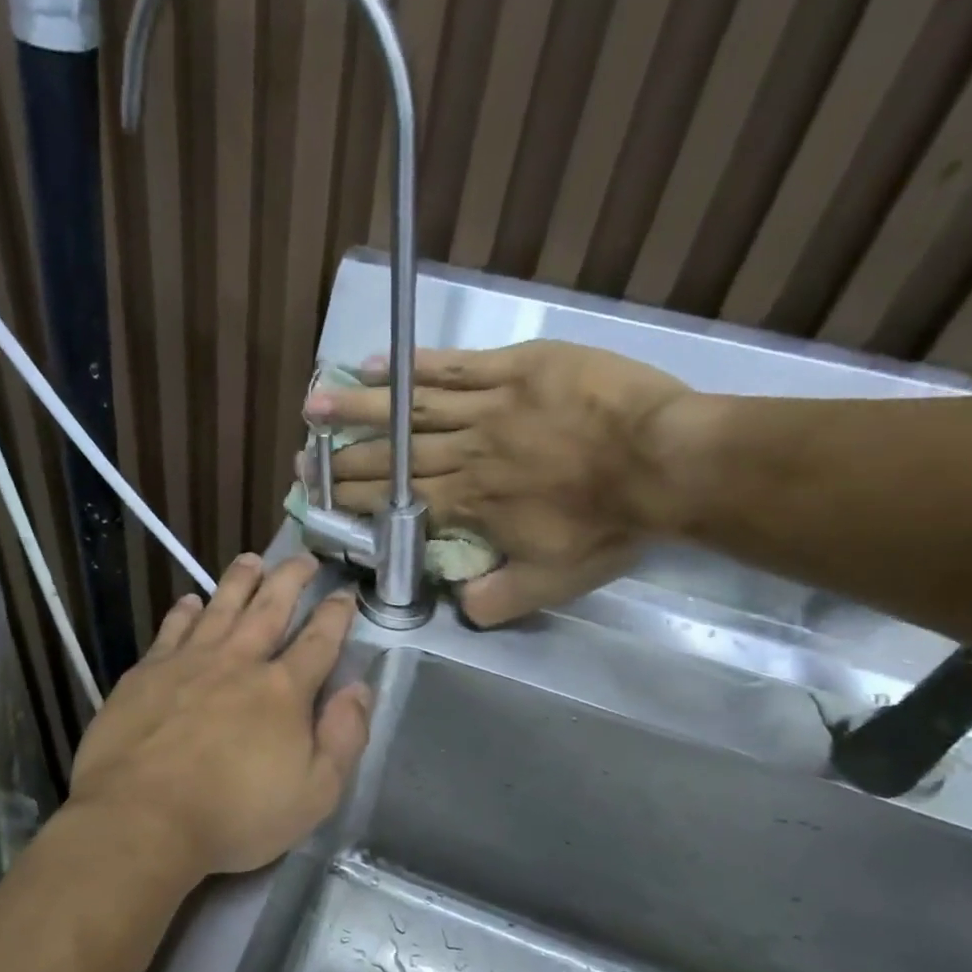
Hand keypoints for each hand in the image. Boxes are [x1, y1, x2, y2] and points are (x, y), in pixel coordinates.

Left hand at [69, 553, 371, 876]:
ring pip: (220, 607)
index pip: (318, 641)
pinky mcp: (146, 673)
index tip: (344, 594)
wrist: (141, 818)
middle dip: (291, 579)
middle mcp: (238, 662)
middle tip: (303, 559)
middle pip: (270, 608)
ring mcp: (188, 662)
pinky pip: (172, 629)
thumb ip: (343, 738)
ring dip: (239, 581)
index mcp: (282, 690)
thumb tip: (359, 689)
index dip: (335, 615)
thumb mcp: (314, 794)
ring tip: (252, 560)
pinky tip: (190, 600)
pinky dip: (185, 611)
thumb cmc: (234, 817)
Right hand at [305, 340, 690, 625]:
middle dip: (343, 458)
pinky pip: (454, 365)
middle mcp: (464, 454)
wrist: (667, 464)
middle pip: (392, 455)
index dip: (352, 499)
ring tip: (315, 404)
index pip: (395, 501)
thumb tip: (457, 607)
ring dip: (359, 408)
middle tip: (303, 456)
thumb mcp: (551, 583)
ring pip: (411, 407)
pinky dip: (412, 366)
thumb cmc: (608, 526)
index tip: (319, 497)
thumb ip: (496, 601)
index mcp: (466, 504)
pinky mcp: (517, 368)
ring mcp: (488, 406)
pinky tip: (376, 364)